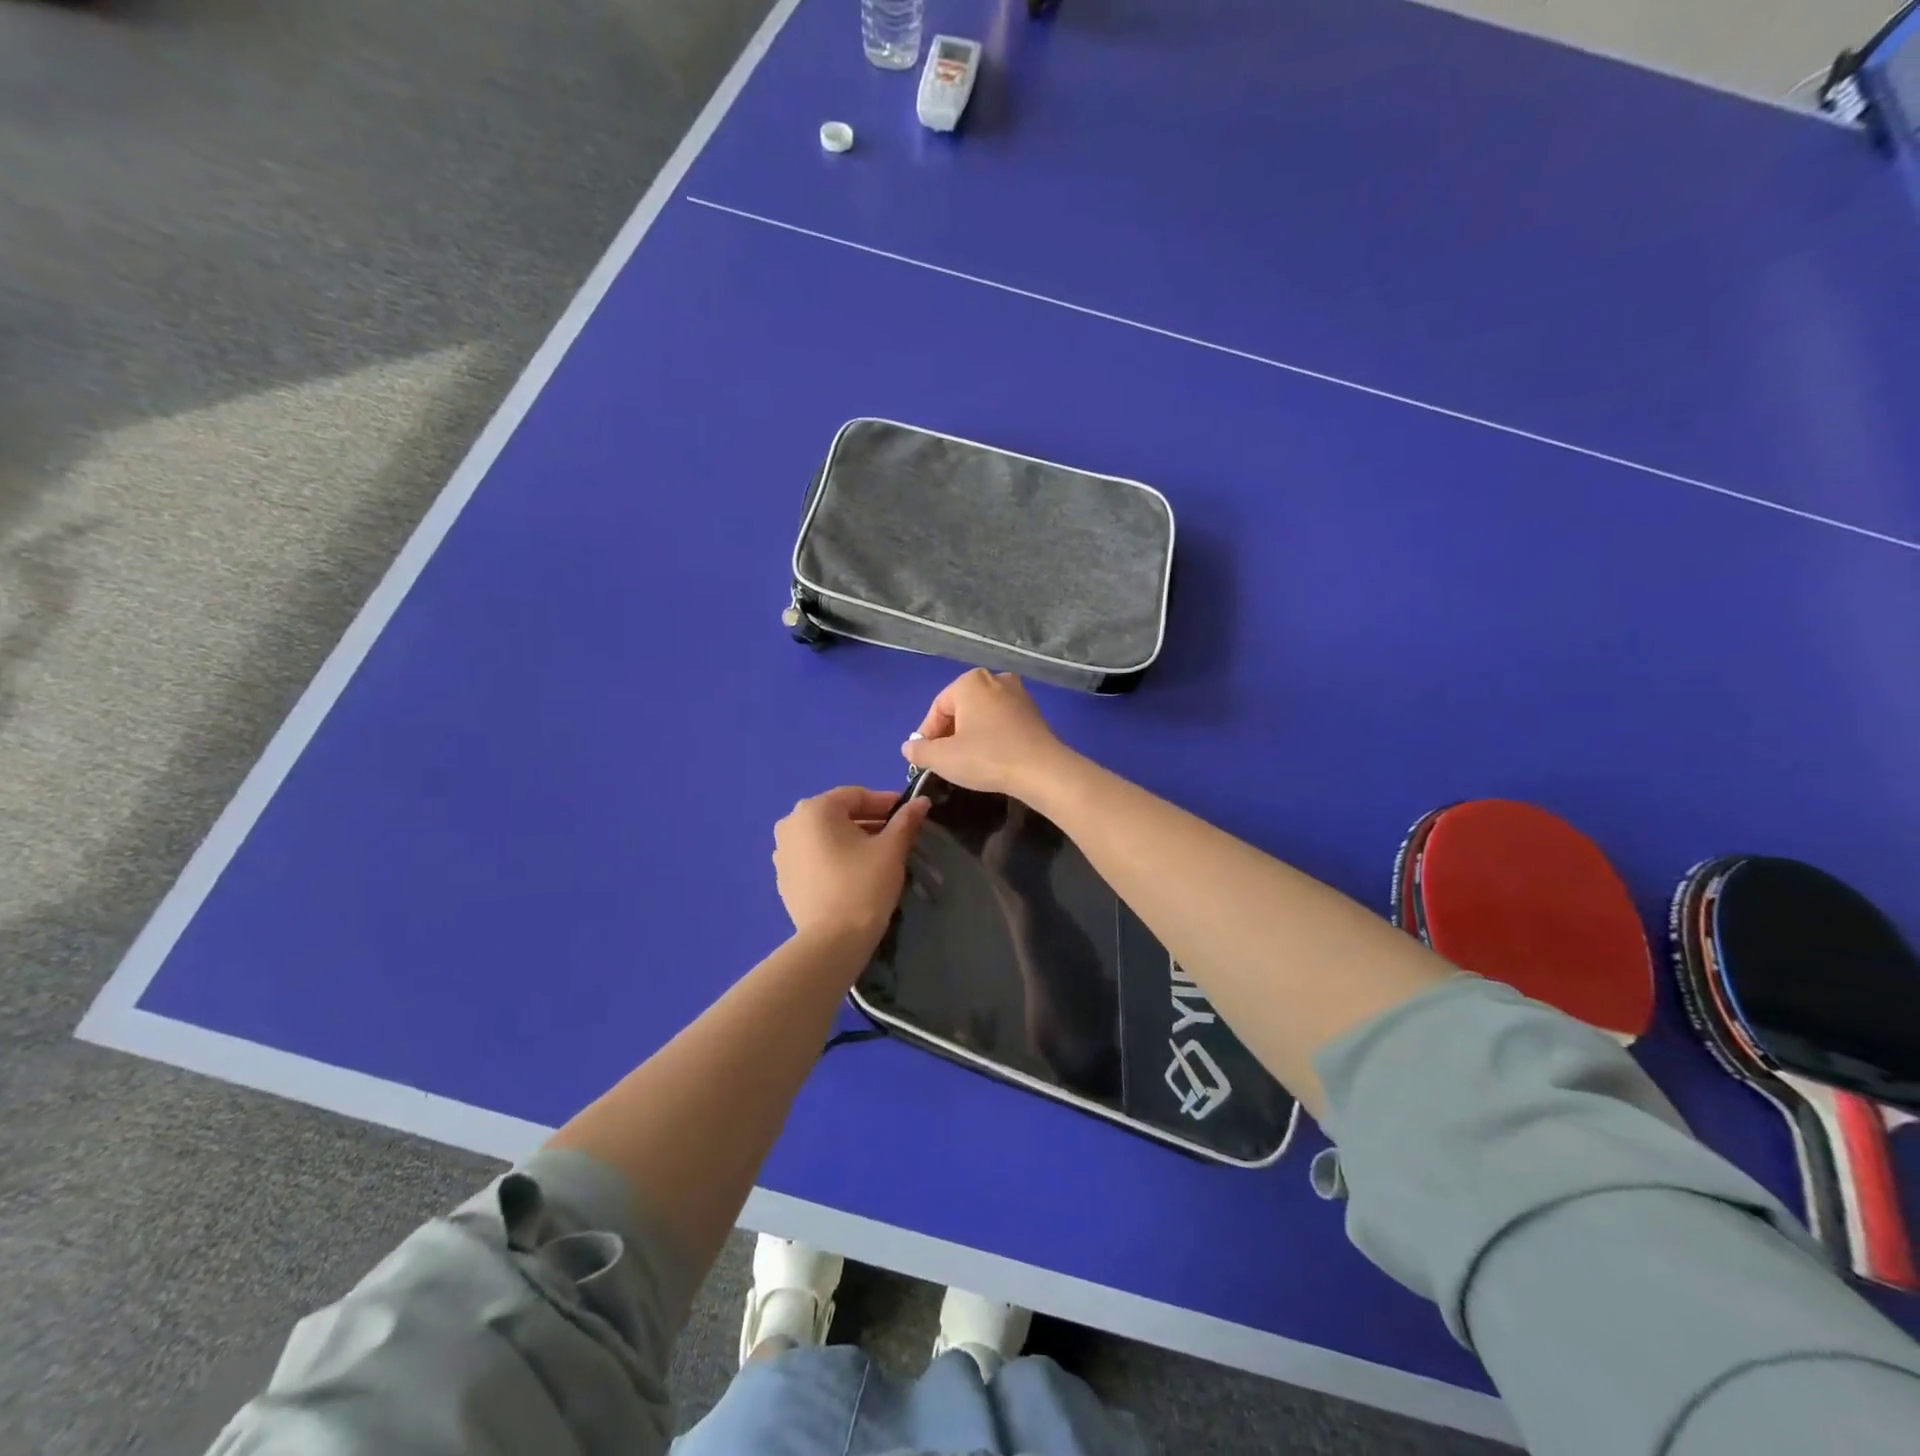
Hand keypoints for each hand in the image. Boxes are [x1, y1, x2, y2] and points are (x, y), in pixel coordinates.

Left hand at [773, 787, 929, 943]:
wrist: (833, 941)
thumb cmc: (864, 885)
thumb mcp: (891, 849)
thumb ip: (906, 820)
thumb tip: (921, 801)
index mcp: (815, 809)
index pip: (856, 796)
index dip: (886, 803)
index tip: (908, 815)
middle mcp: (791, 823)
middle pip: (838, 814)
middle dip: (869, 821)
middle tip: (896, 836)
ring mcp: (782, 852)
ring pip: (825, 836)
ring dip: (851, 839)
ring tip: (877, 855)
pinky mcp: (783, 878)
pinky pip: (813, 856)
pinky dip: (833, 857)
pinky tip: (853, 873)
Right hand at [901, 670, 1076, 800]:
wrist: (1042, 770)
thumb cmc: (987, 757)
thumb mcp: (943, 758)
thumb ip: (920, 750)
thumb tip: (909, 747)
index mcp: (969, 682)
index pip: (938, 708)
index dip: (928, 735)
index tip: (925, 759)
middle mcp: (994, 678)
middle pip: (960, 708)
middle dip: (949, 734)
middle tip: (945, 760)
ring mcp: (1018, 693)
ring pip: (981, 714)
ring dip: (970, 735)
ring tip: (967, 761)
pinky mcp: (1033, 711)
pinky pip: (1001, 721)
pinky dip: (991, 736)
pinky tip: (991, 757)